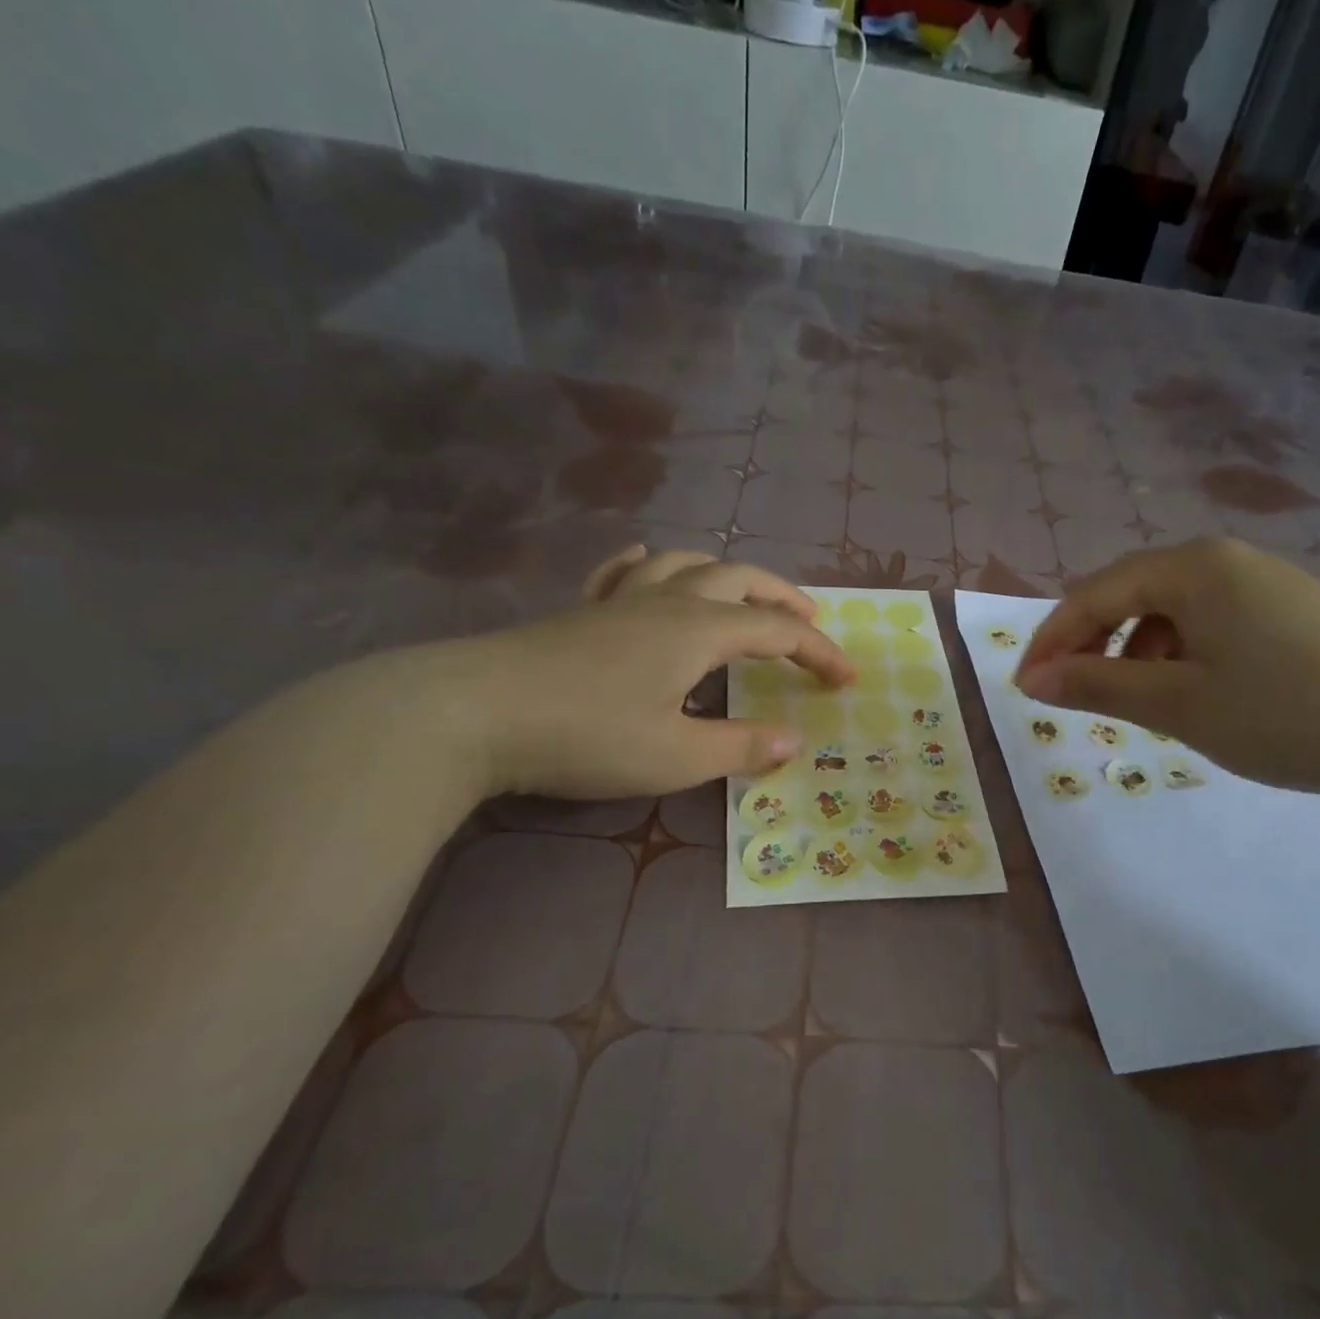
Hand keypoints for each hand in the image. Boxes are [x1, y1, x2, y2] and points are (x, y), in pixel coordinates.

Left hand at [440, 547, 853, 800]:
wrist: (472, 713)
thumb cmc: (586, 735)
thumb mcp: (676, 755)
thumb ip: (740, 746)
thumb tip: (793, 741)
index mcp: (699, 630)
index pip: (777, 633)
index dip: (818, 653)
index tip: (847, 680)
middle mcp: (667, 601)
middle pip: (739, 579)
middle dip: (781, 598)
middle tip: (809, 620)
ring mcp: (619, 601)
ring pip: (685, 564)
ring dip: (726, 573)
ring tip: (743, 593)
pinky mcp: (581, 612)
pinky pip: (624, 571)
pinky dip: (650, 564)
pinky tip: (649, 563)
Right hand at [1014, 538, 1319, 797]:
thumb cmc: (1281, 713)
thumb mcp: (1177, 703)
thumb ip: (1098, 685)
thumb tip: (1035, 681)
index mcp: (1194, 567)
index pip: (1097, 593)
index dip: (1054, 639)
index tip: (1026, 686)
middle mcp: (1225, 560)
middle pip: (1132, 593)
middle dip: (1091, 642)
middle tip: (1067, 690)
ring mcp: (1262, 582)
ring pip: (1170, 609)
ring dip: (1134, 649)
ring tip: (1132, 697)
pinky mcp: (1288, 610)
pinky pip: (1208, 621)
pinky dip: (1178, 652)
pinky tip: (1188, 689)